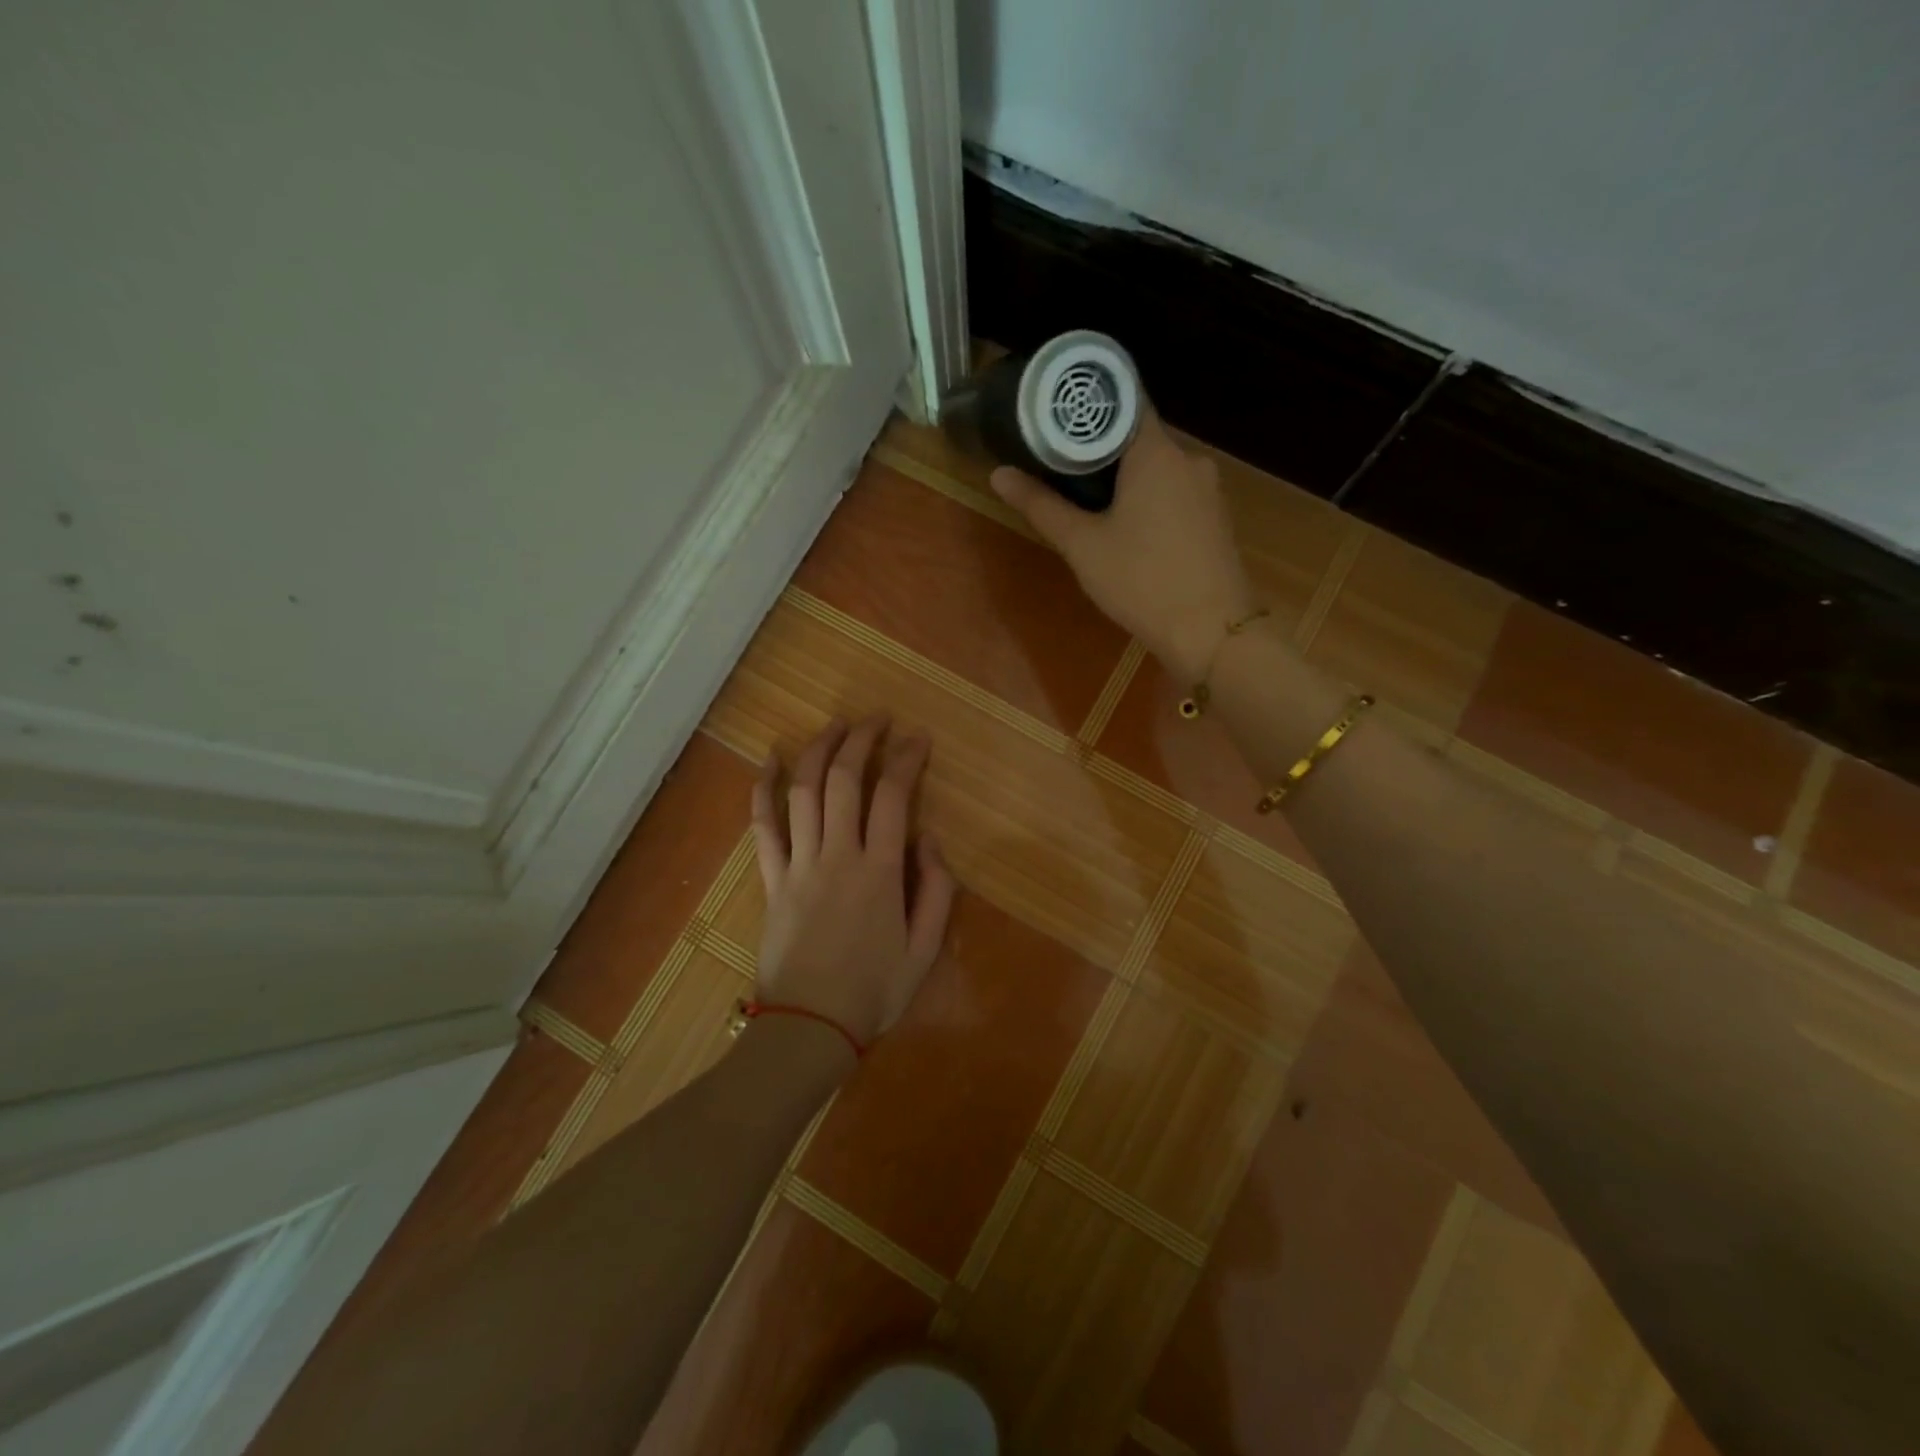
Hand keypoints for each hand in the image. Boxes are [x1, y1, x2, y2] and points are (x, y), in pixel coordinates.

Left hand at [750, 716, 955, 1049]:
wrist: (809, 1028)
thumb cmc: (873, 992)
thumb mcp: (925, 949)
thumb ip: (937, 890)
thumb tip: (929, 839)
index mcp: (880, 871)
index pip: (894, 795)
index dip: (907, 758)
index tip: (918, 738)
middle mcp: (838, 855)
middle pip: (844, 780)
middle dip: (862, 740)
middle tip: (877, 719)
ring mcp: (799, 864)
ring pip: (803, 791)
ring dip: (819, 750)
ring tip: (836, 725)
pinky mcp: (772, 879)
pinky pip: (763, 826)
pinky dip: (763, 789)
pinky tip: (769, 759)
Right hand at [992, 408, 1255, 683]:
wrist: (1211, 632)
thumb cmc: (1141, 581)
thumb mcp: (1082, 545)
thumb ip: (1041, 506)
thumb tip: (999, 474)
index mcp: (1156, 452)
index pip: (1124, 400)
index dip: (1089, 404)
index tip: (1057, 414)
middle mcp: (1188, 459)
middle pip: (1138, 436)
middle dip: (1100, 448)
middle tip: (1059, 465)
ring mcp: (1208, 489)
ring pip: (1158, 468)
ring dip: (1125, 478)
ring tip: (1087, 499)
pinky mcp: (1215, 518)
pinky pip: (1175, 493)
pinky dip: (1149, 499)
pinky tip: (1128, 527)